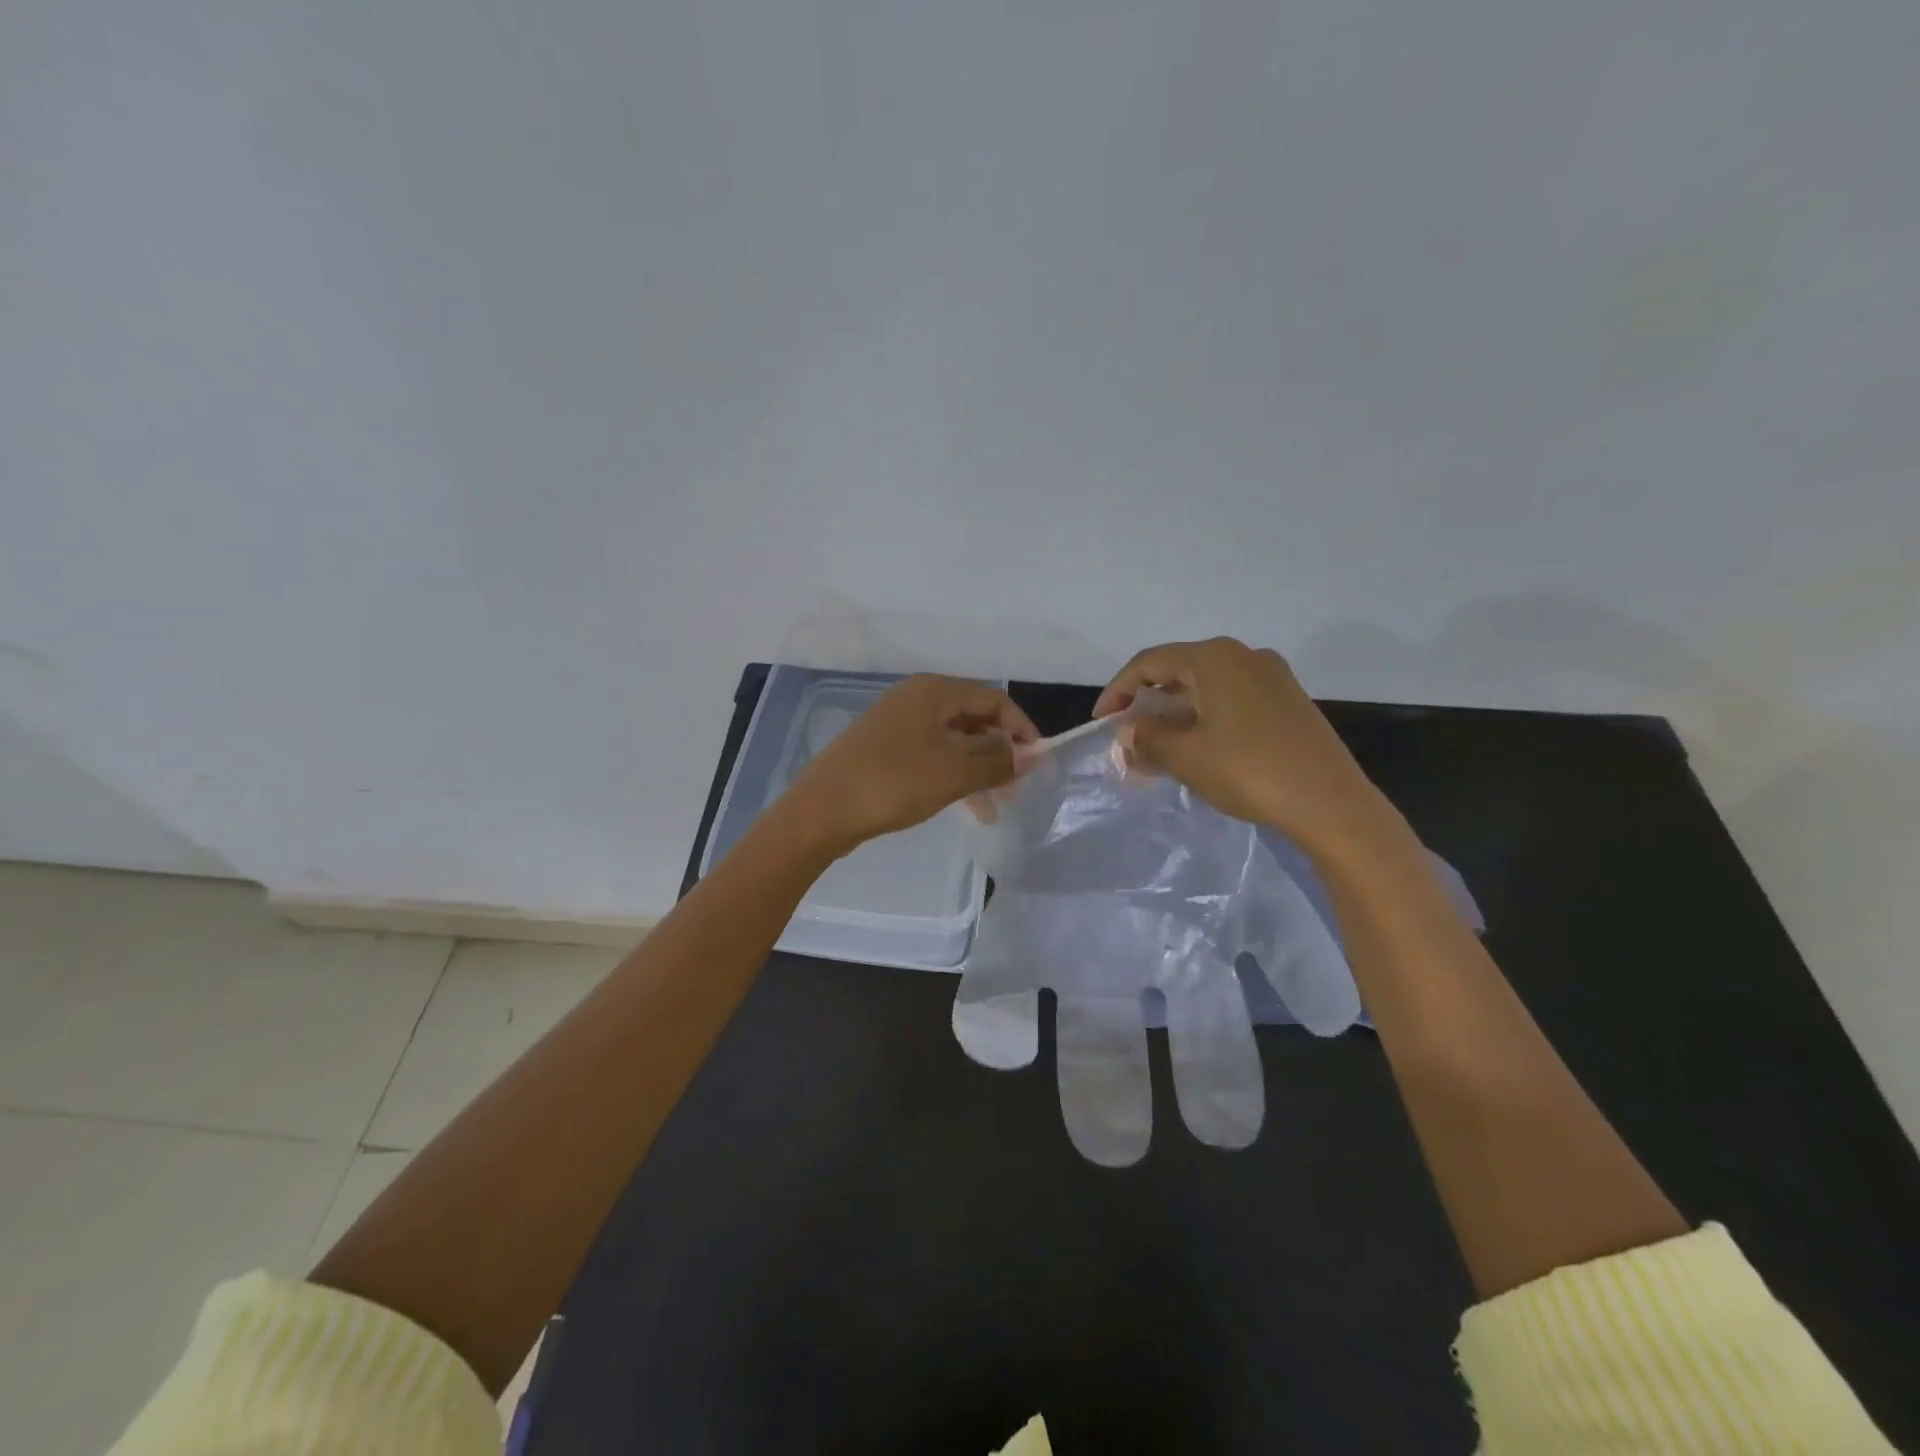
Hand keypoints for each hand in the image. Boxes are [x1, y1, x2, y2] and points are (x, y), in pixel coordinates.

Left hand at [782, 675, 1038, 854]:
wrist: (822, 810)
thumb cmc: (894, 782)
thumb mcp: (955, 771)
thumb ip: (997, 760)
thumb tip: (1027, 754)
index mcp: (934, 691)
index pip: (995, 699)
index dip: (1022, 729)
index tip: (1038, 763)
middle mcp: (916, 698)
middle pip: (973, 717)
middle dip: (1000, 751)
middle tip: (1017, 787)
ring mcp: (896, 723)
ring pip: (953, 740)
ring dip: (978, 768)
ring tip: (994, 807)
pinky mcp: (883, 749)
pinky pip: (931, 755)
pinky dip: (952, 775)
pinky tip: (962, 804)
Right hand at [1094, 637, 1399, 851]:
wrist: (1330, 802)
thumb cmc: (1248, 770)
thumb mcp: (1185, 756)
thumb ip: (1147, 738)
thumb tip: (1128, 731)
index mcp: (1214, 658)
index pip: (1149, 663)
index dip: (1118, 690)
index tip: (1101, 721)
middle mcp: (1244, 656)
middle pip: (1179, 671)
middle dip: (1147, 705)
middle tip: (1128, 737)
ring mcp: (1271, 678)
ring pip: (1206, 688)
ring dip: (1175, 716)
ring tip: (1156, 750)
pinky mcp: (1288, 702)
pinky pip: (1231, 701)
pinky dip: (1205, 720)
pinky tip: (1197, 749)